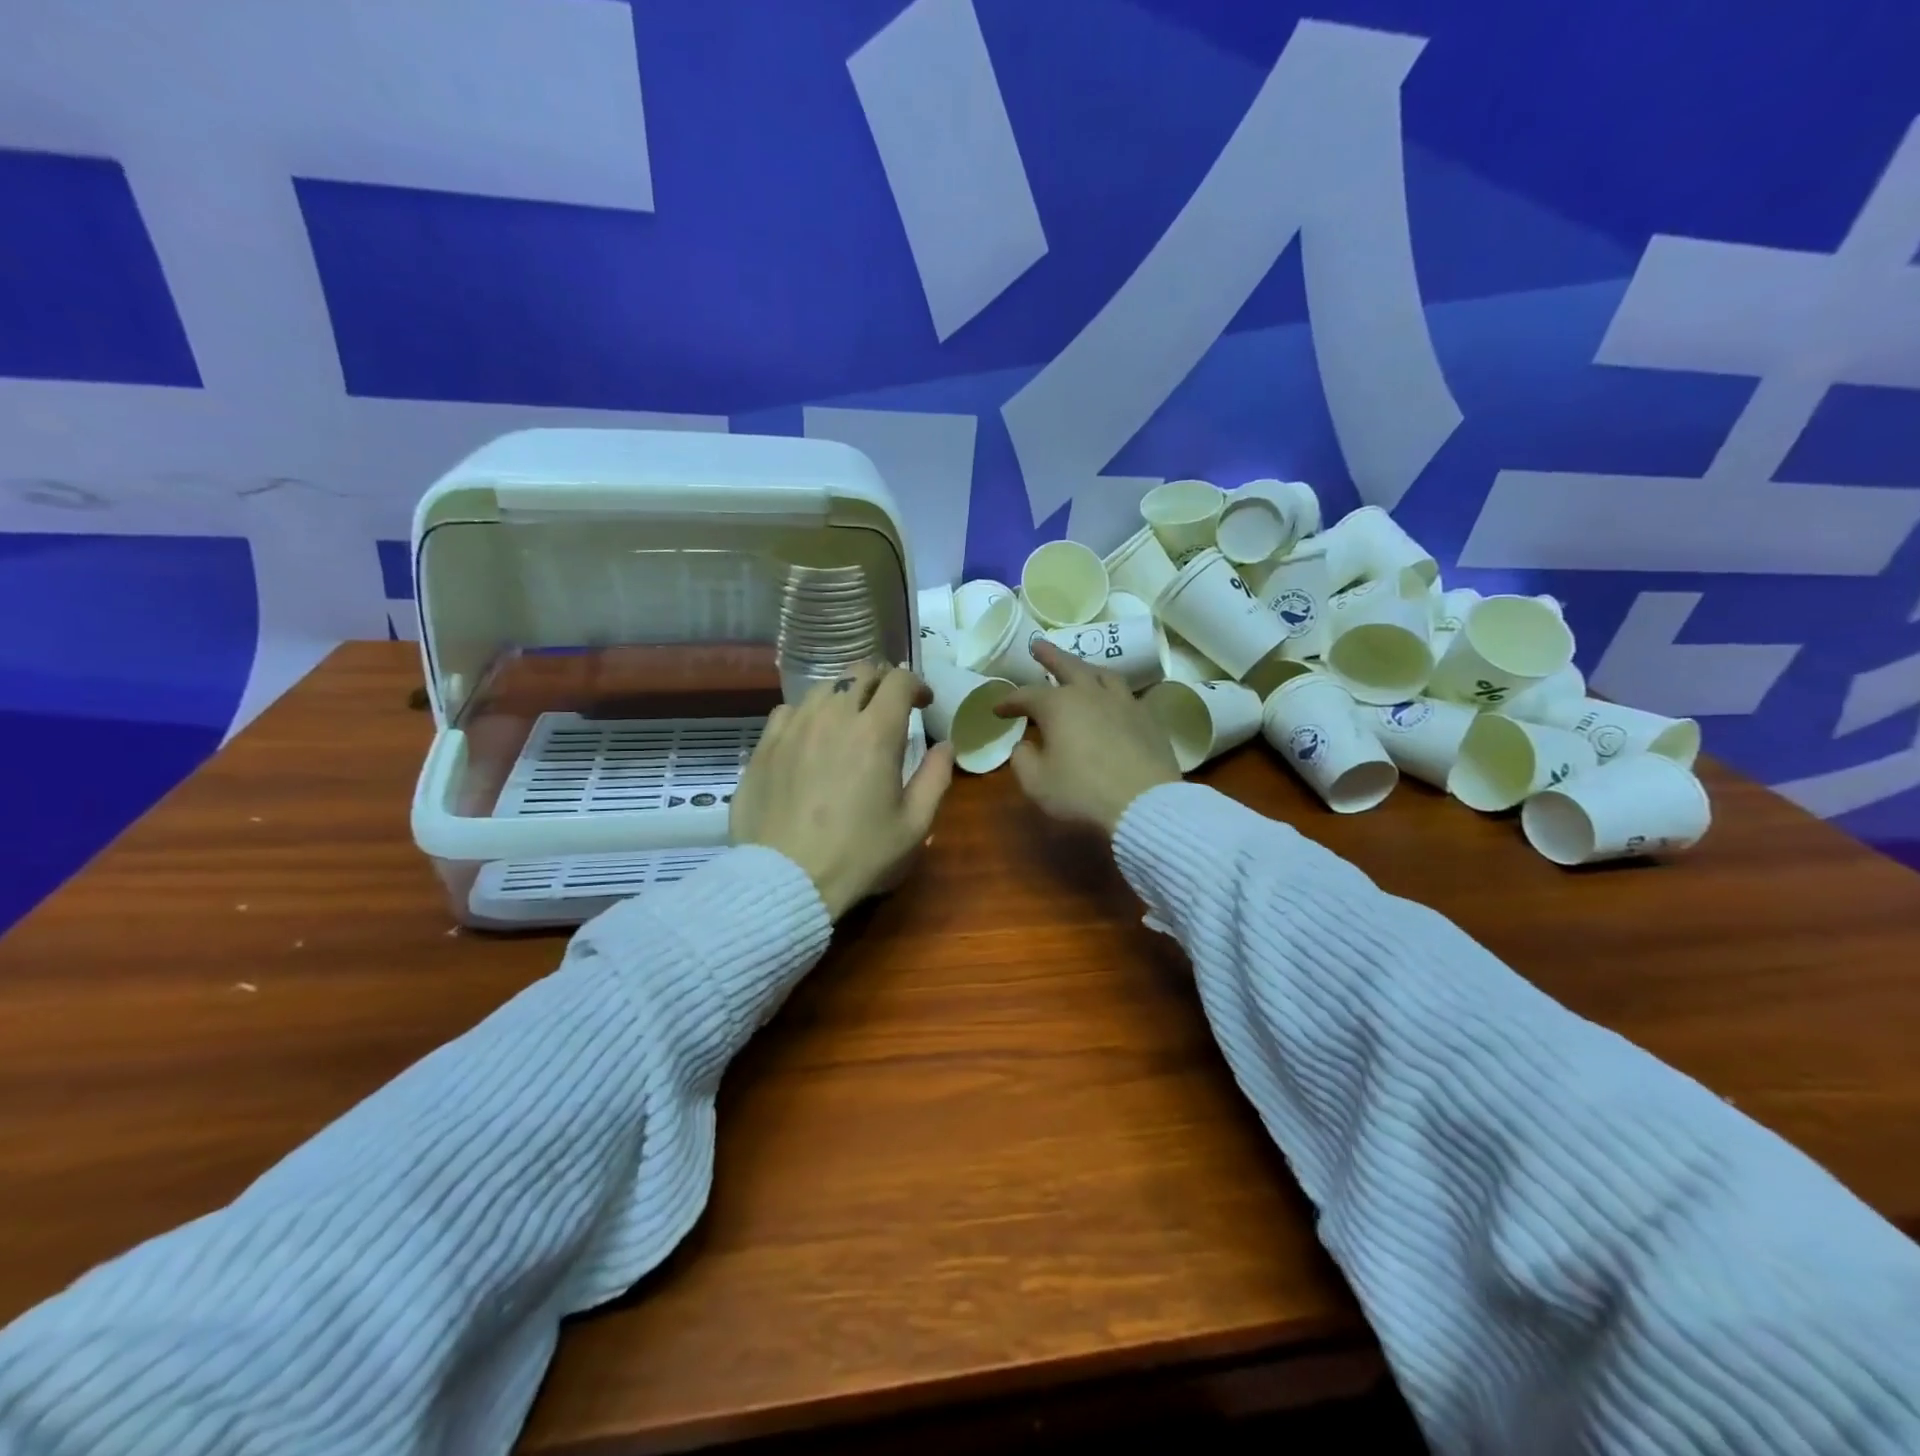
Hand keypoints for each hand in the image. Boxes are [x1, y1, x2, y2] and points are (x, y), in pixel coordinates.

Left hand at [732, 662, 954, 919]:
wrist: (786, 878)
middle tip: (889, 707)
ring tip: (850, 720)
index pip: (899, 681)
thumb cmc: (859, 855)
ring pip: (823, 687)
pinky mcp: (764, 745)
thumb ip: (936, 777)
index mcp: (876, 732)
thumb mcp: (914, 825)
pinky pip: (788, 710)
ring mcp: (794, 727)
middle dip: (883, 682)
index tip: (923, 704)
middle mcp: (834, 717)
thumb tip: (946, 746)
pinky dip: (808, 714)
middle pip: (860, 673)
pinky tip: (810, 736)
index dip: (916, 685)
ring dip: (845, 695)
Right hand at [993, 639, 1180, 834]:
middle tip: (1038, 645)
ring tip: (1079, 668)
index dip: (1009, 702)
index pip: (1026, 696)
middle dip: (1050, 655)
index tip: (998, 710)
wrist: (1144, 803)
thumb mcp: (1036, 783)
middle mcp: (1091, 694)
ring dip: (1086, 668)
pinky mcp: (1148, 718)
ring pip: (1103, 674)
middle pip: (1068, 666)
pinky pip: (1128, 696)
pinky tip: (1114, 700)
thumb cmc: (1082, 792)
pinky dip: (1113, 693)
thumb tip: (1025, 745)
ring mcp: (1124, 703)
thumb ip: (1023, 759)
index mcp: (1058, 705)